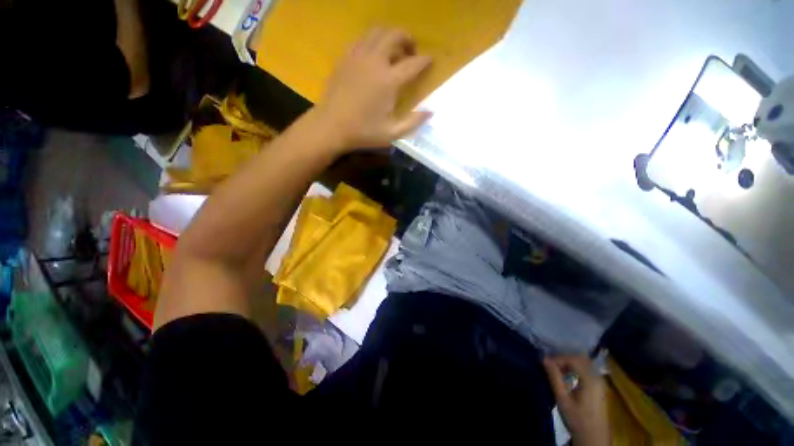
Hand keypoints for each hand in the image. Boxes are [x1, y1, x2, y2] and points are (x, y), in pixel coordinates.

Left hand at [314, 28, 432, 150]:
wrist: (331, 127)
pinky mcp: (345, 58)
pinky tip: (374, 55)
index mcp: (388, 81)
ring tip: (394, 50)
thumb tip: (431, 112)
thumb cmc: (362, 132)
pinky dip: (373, 41)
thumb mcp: (391, 133)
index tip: (430, 61)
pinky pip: (362, 39)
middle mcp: (375, 62)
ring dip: (390, 36)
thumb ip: (413, 122)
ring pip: (377, 32)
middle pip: (395, 36)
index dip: (425, 61)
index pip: (413, 64)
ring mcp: (358, 57)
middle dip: (407, 39)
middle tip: (411, 51)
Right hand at [543, 356, 609, 445]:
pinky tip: (567, 376)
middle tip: (551, 364)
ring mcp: (601, 382)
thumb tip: (543, 358)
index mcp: (591, 380)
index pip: (574, 359)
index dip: (559, 358)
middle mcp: (598, 378)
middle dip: (564, 358)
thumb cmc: (577, 419)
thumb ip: (554, 377)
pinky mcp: (599, 387)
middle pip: (581, 358)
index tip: (546, 363)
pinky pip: (587, 370)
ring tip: (556, 369)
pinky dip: (575, 368)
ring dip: (569, 363)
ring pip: (584, 363)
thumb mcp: (563, 400)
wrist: (594, 439)